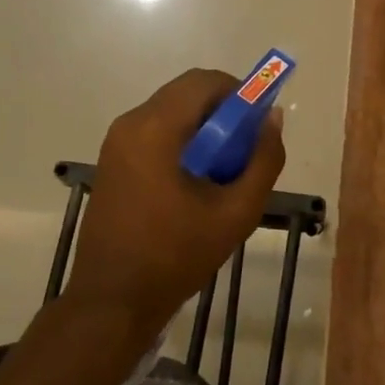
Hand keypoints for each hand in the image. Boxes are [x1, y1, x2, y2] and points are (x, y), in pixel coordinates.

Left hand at [63, 69, 285, 336]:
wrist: (112, 302)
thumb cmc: (176, 256)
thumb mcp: (236, 212)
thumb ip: (263, 160)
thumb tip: (272, 118)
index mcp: (156, 129)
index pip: (204, 81)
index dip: (240, 92)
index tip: (258, 123)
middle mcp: (130, 124)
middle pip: (186, 93)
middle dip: (223, 110)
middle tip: (245, 147)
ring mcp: (116, 143)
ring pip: (171, 111)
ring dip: (203, 126)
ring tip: (224, 168)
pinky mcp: (112, 161)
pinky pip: (155, 131)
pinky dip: (182, 140)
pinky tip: (195, 181)